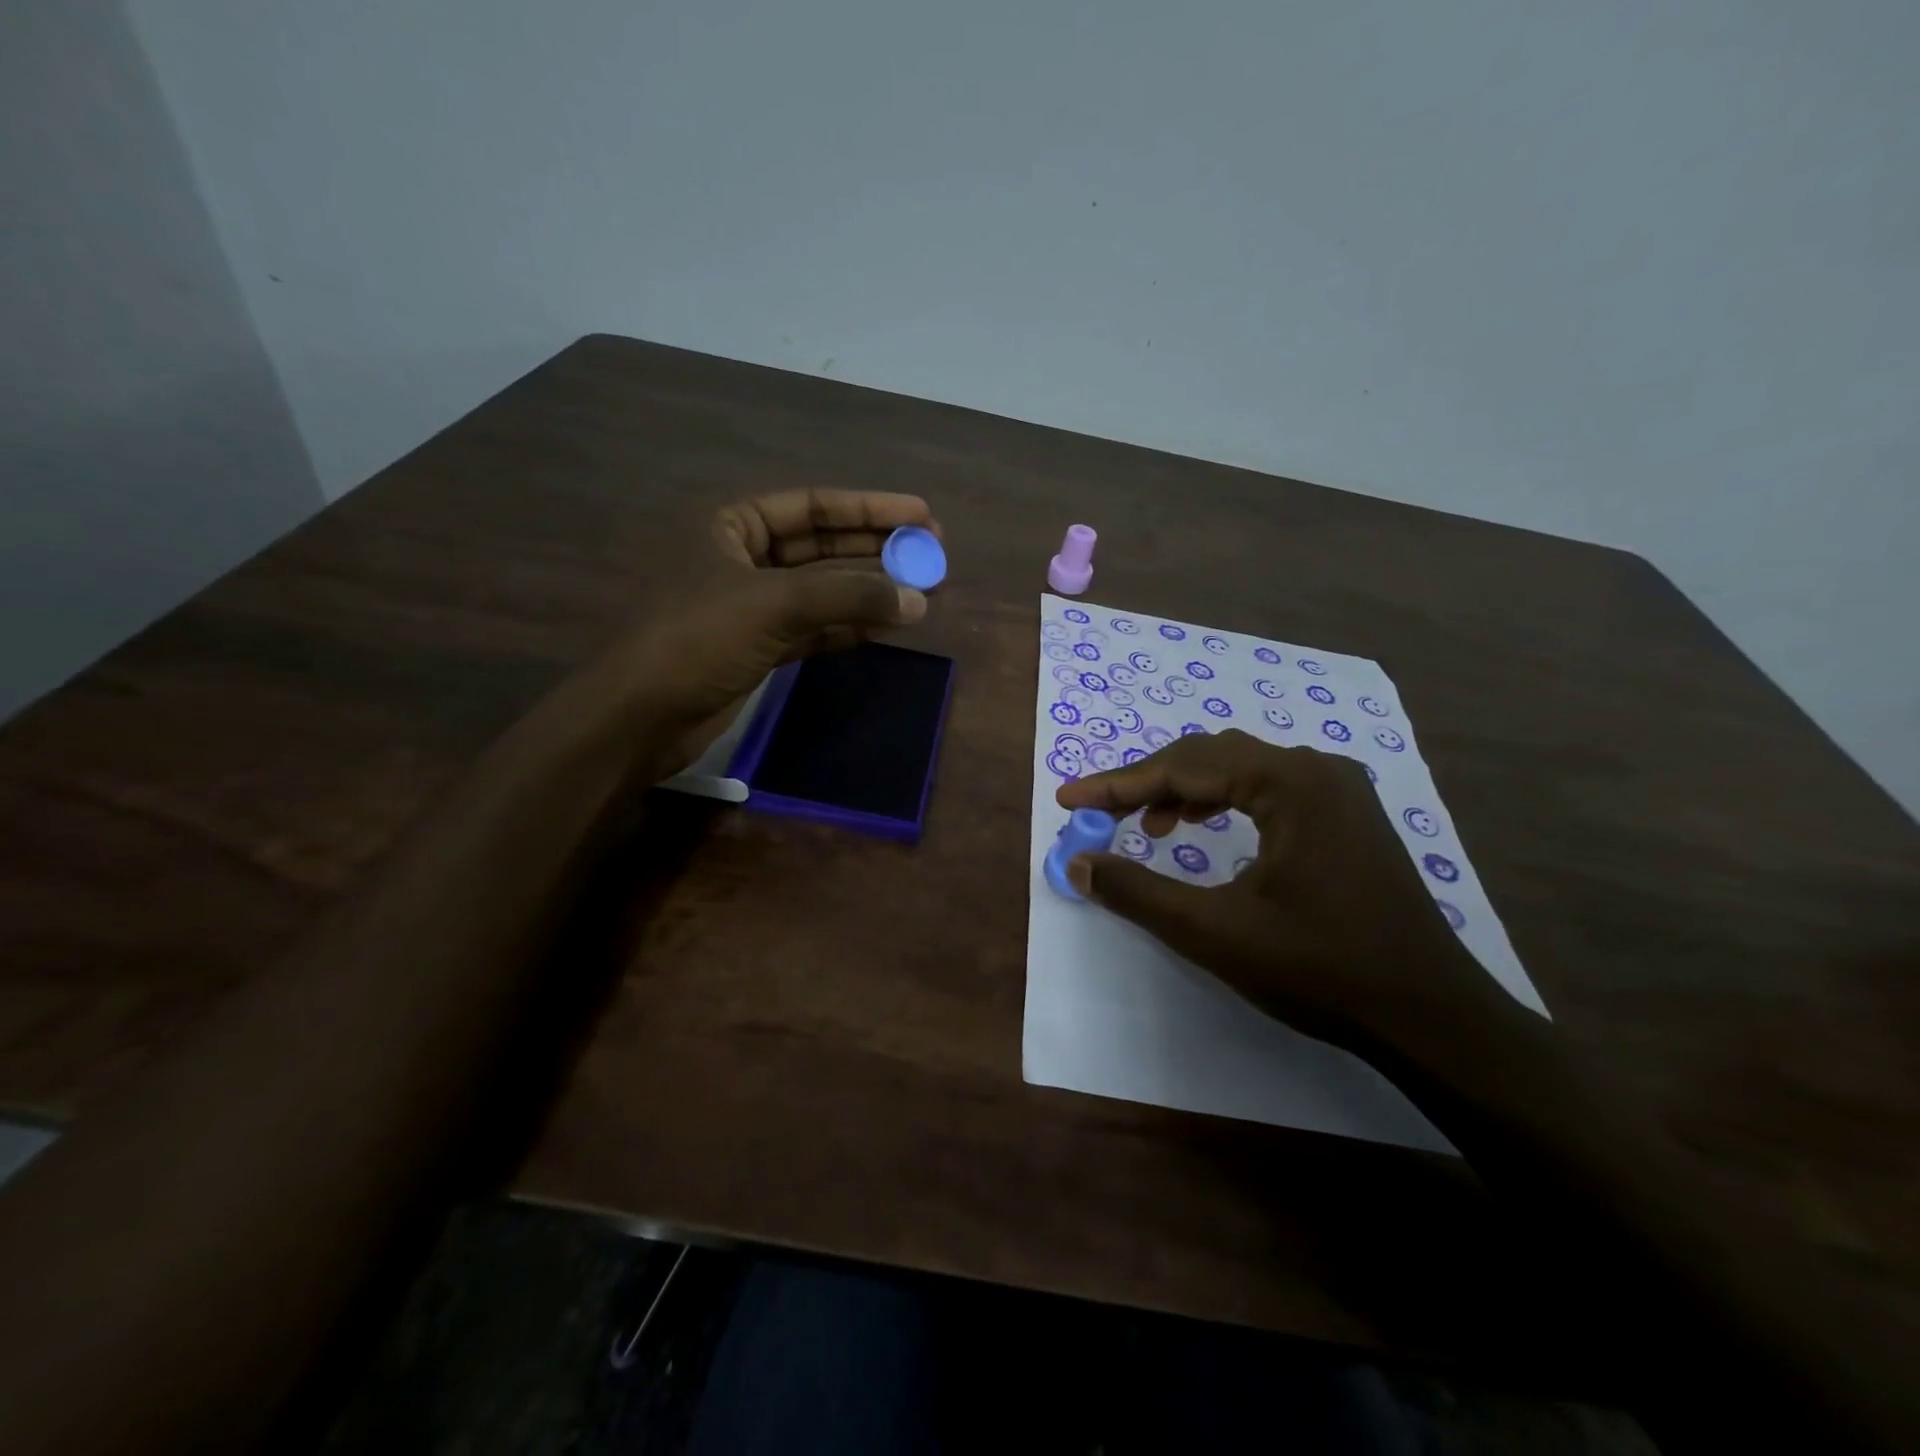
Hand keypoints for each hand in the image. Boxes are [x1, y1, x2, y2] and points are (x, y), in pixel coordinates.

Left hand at [595, 489, 938, 776]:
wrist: (640, 717)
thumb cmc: (697, 639)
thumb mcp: (774, 605)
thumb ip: (849, 596)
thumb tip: (918, 599)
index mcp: (730, 524)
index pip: (811, 505)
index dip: (869, 509)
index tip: (921, 514)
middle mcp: (740, 557)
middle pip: (820, 545)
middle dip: (874, 548)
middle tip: (930, 550)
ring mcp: (749, 606)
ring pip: (820, 590)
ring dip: (867, 590)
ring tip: (920, 590)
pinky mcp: (757, 648)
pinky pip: (813, 628)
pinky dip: (848, 627)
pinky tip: (886, 626)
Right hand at [1055, 729, 1501, 1058]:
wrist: (1430, 1015)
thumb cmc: (1321, 969)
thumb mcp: (1214, 932)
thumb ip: (1139, 891)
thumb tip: (1079, 863)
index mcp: (1288, 782)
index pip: (1182, 767)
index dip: (1118, 783)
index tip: (1070, 799)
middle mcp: (1315, 769)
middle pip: (1208, 758)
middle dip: (1147, 783)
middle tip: (1099, 812)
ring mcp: (1338, 789)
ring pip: (1237, 769)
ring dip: (1184, 790)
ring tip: (1147, 825)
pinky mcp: (1346, 814)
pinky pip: (1266, 788)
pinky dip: (1222, 802)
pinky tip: (1202, 829)